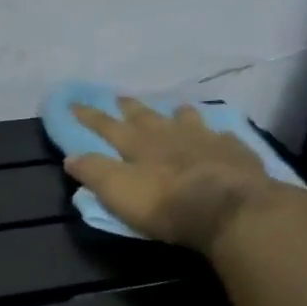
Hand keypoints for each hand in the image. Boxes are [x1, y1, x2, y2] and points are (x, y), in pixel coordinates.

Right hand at [63, 99, 279, 252]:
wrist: (230, 209)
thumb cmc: (165, 203)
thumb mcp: (117, 191)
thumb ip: (94, 172)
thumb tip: (71, 156)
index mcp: (138, 144)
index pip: (106, 126)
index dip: (89, 116)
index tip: (73, 103)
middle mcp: (169, 135)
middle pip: (145, 117)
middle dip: (129, 108)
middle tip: (120, 97)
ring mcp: (205, 140)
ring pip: (187, 120)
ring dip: (177, 114)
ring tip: (175, 109)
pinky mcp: (234, 153)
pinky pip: (223, 137)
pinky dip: (216, 134)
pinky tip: (219, 135)